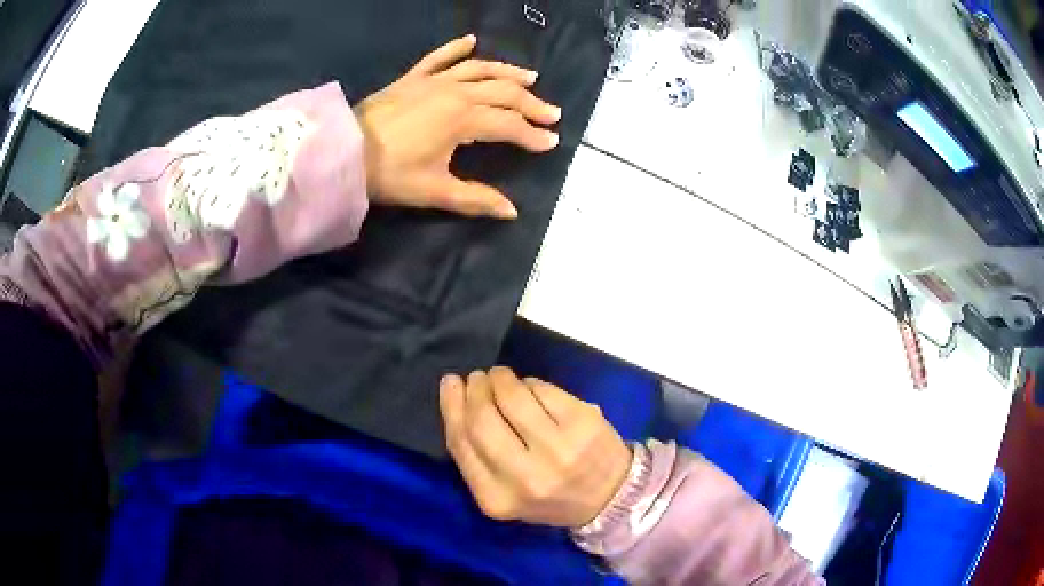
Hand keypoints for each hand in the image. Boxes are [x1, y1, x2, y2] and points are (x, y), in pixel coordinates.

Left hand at [354, 34, 560, 219]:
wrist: (344, 152)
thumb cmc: (390, 173)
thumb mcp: (435, 190)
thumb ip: (476, 198)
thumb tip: (511, 211)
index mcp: (464, 119)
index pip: (509, 125)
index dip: (532, 135)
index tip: (552, 142)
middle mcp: (456, 92)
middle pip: (503, 93)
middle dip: (531, 103)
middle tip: (552, 113)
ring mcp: (434, 80)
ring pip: (480, 69)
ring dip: (508, 72)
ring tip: (530, 76)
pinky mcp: (413, 77)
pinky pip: (439, 56)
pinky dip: (456, 47)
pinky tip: (472, 40)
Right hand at [439, 367, 632, 528]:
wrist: (610, 497)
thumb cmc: (551, 496)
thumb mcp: (505, 492)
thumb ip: (478, 456)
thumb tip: (458, 398)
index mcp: (497, 499)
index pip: (461, 443)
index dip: (451, 407)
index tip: (450, 385)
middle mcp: (526, 478)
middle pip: (482, 420)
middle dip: (475, 391)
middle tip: (477, 379)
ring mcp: (558, 450)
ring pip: (514, 399)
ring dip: (501, 380)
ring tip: (500, 377)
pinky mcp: (584, 424)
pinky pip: (544, 390)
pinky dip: (531, 383)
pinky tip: (530, 387)